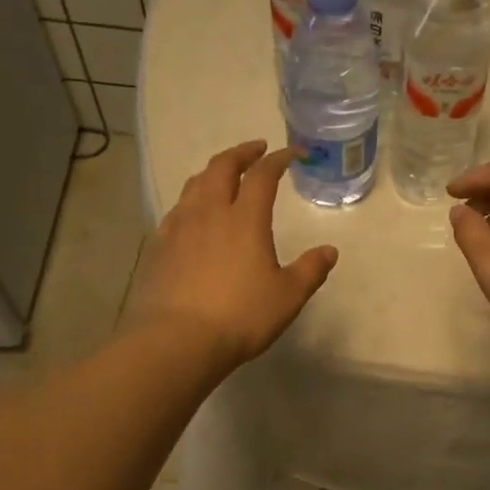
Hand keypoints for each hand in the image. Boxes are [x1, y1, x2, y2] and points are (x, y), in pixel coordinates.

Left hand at [129, 141, 337, 366]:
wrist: (178, 339)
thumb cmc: (240, 316)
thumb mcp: (287, 296)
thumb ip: (310, 270)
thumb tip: (329, 251)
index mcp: (246, 219)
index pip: (263, 175)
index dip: (279, 159)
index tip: (293, 154)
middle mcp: (211, 212)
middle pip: (222, 167)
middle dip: (241, 153)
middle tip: (256, 150)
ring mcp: (180, 227)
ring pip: (195, 184)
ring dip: (213, 172)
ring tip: (224, 175)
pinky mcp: (160, 246)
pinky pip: (177, 210)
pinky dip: (192, 200)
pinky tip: (194, 213)